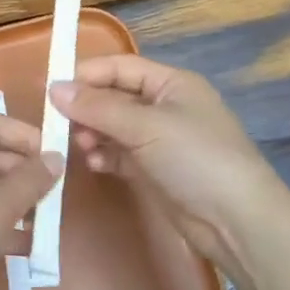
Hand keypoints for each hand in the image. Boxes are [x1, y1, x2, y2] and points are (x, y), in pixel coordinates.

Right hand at [49, 55, 282, 278]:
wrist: (238, 222)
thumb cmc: (196, 159)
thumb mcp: (145, 126)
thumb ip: (98, 107)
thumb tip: (53, 88)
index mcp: (171, 83)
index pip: (120, 67)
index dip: (87, 74)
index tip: (52, 89)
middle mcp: (165, 106)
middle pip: (115, 97)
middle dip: (87, 108)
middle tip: (59, 124)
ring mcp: (161, 140)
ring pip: (114, 127)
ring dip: (93, 134)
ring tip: (80, 148)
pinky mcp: (156, 171)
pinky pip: (120, 154)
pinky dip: (105, 156)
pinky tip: (94, 165)